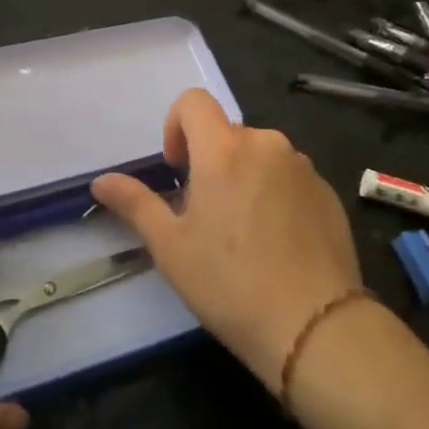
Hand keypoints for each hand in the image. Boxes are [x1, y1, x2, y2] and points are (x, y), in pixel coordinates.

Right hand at [92, 90, 361, 391]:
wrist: (315, 326)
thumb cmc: (230, 283)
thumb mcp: (170, 247)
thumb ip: (136, 203)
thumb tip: (101, 181)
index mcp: (223, 149)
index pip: (193, 101)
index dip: (176, 126)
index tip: (178, 170)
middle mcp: (266, 144)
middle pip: (227, 133)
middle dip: (209, 161)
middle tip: (205, 215)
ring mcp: (301, 166)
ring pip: (260, 156)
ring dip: (243, 177)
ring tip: (243, 234)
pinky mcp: (327, 191)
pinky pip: (289, 177)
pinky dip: (275, 195)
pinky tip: (277, 244)